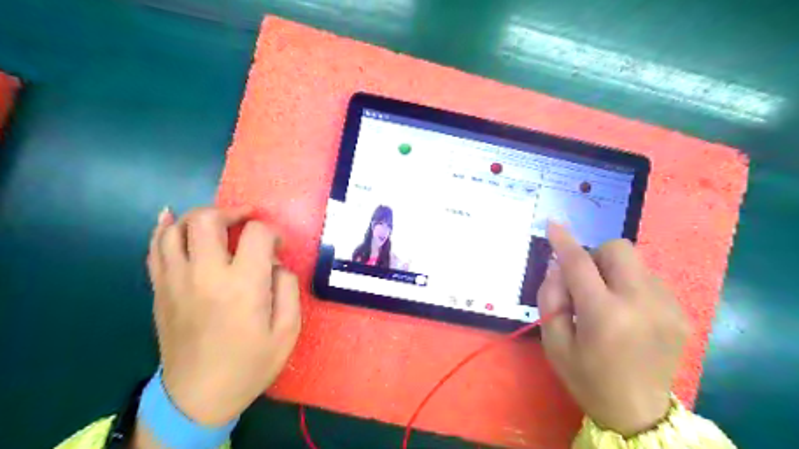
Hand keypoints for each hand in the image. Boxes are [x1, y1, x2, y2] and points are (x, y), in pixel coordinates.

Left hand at [144, 206, 298, 423]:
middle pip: (206, 220)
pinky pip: (155, 249)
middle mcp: (205, 275)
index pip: (257, 234)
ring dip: (199, 217)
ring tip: (218, 223)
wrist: (197, 397)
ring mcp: (176, 281)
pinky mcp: (160, 290)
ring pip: (175, 228)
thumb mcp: (287, 330)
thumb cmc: (250, 364)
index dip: (272, 232)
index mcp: (243, 286)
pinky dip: (163, 228)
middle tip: (246, 222)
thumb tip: (276, 262)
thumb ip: (288, 287)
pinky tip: (171, 219)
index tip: (278, 246)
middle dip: (231, 212)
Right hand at [537, 222, 686, 436]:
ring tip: (606, 301)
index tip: (553, 224)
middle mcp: (641, 304)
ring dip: (613, 271)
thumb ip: (551, 298)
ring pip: (635, 262)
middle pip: (619, 249)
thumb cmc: (586, 378)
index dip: (564, 241)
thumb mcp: (554, 342)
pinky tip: (627, 312)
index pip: (580, 264)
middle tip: (585, 281)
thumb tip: (558, 265)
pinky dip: (630, 284)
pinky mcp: (680, 313)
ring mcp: (667, 307)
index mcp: (605, 315)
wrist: (638, 413)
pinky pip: (648, 279)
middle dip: (596, 256)